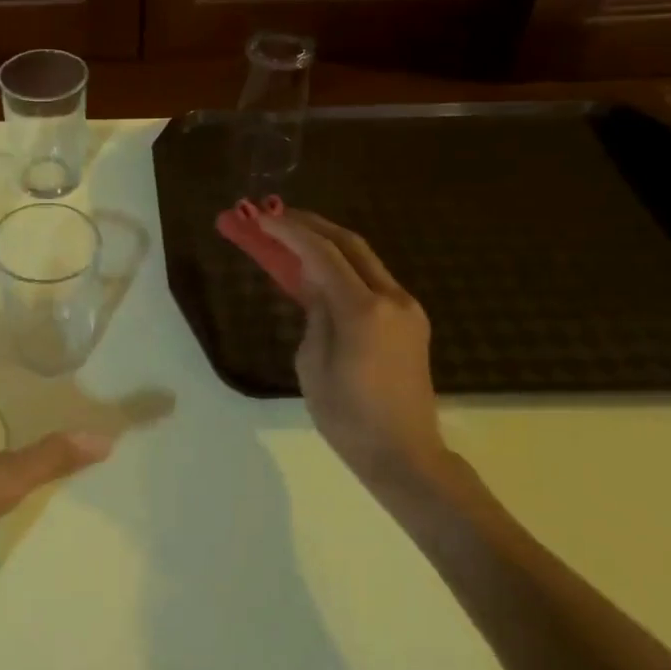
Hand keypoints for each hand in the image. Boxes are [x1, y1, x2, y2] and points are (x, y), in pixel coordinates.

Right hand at [258, 210, 451, 498]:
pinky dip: (344, 266)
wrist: (404, 453)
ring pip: (364, 259)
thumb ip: (314, 315)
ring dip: (328, 243)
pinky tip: (320, 270)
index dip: (289, 232)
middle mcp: (391, 299)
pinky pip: (372, 280)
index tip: (260, 217)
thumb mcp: (312, 364)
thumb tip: (316, 288)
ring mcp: (406, 308)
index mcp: (362, 311)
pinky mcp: (411, 321)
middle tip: (275, 216)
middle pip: (349, 244)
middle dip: (310, 225)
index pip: (322, 255)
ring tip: (292, 237)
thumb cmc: (347, 417)